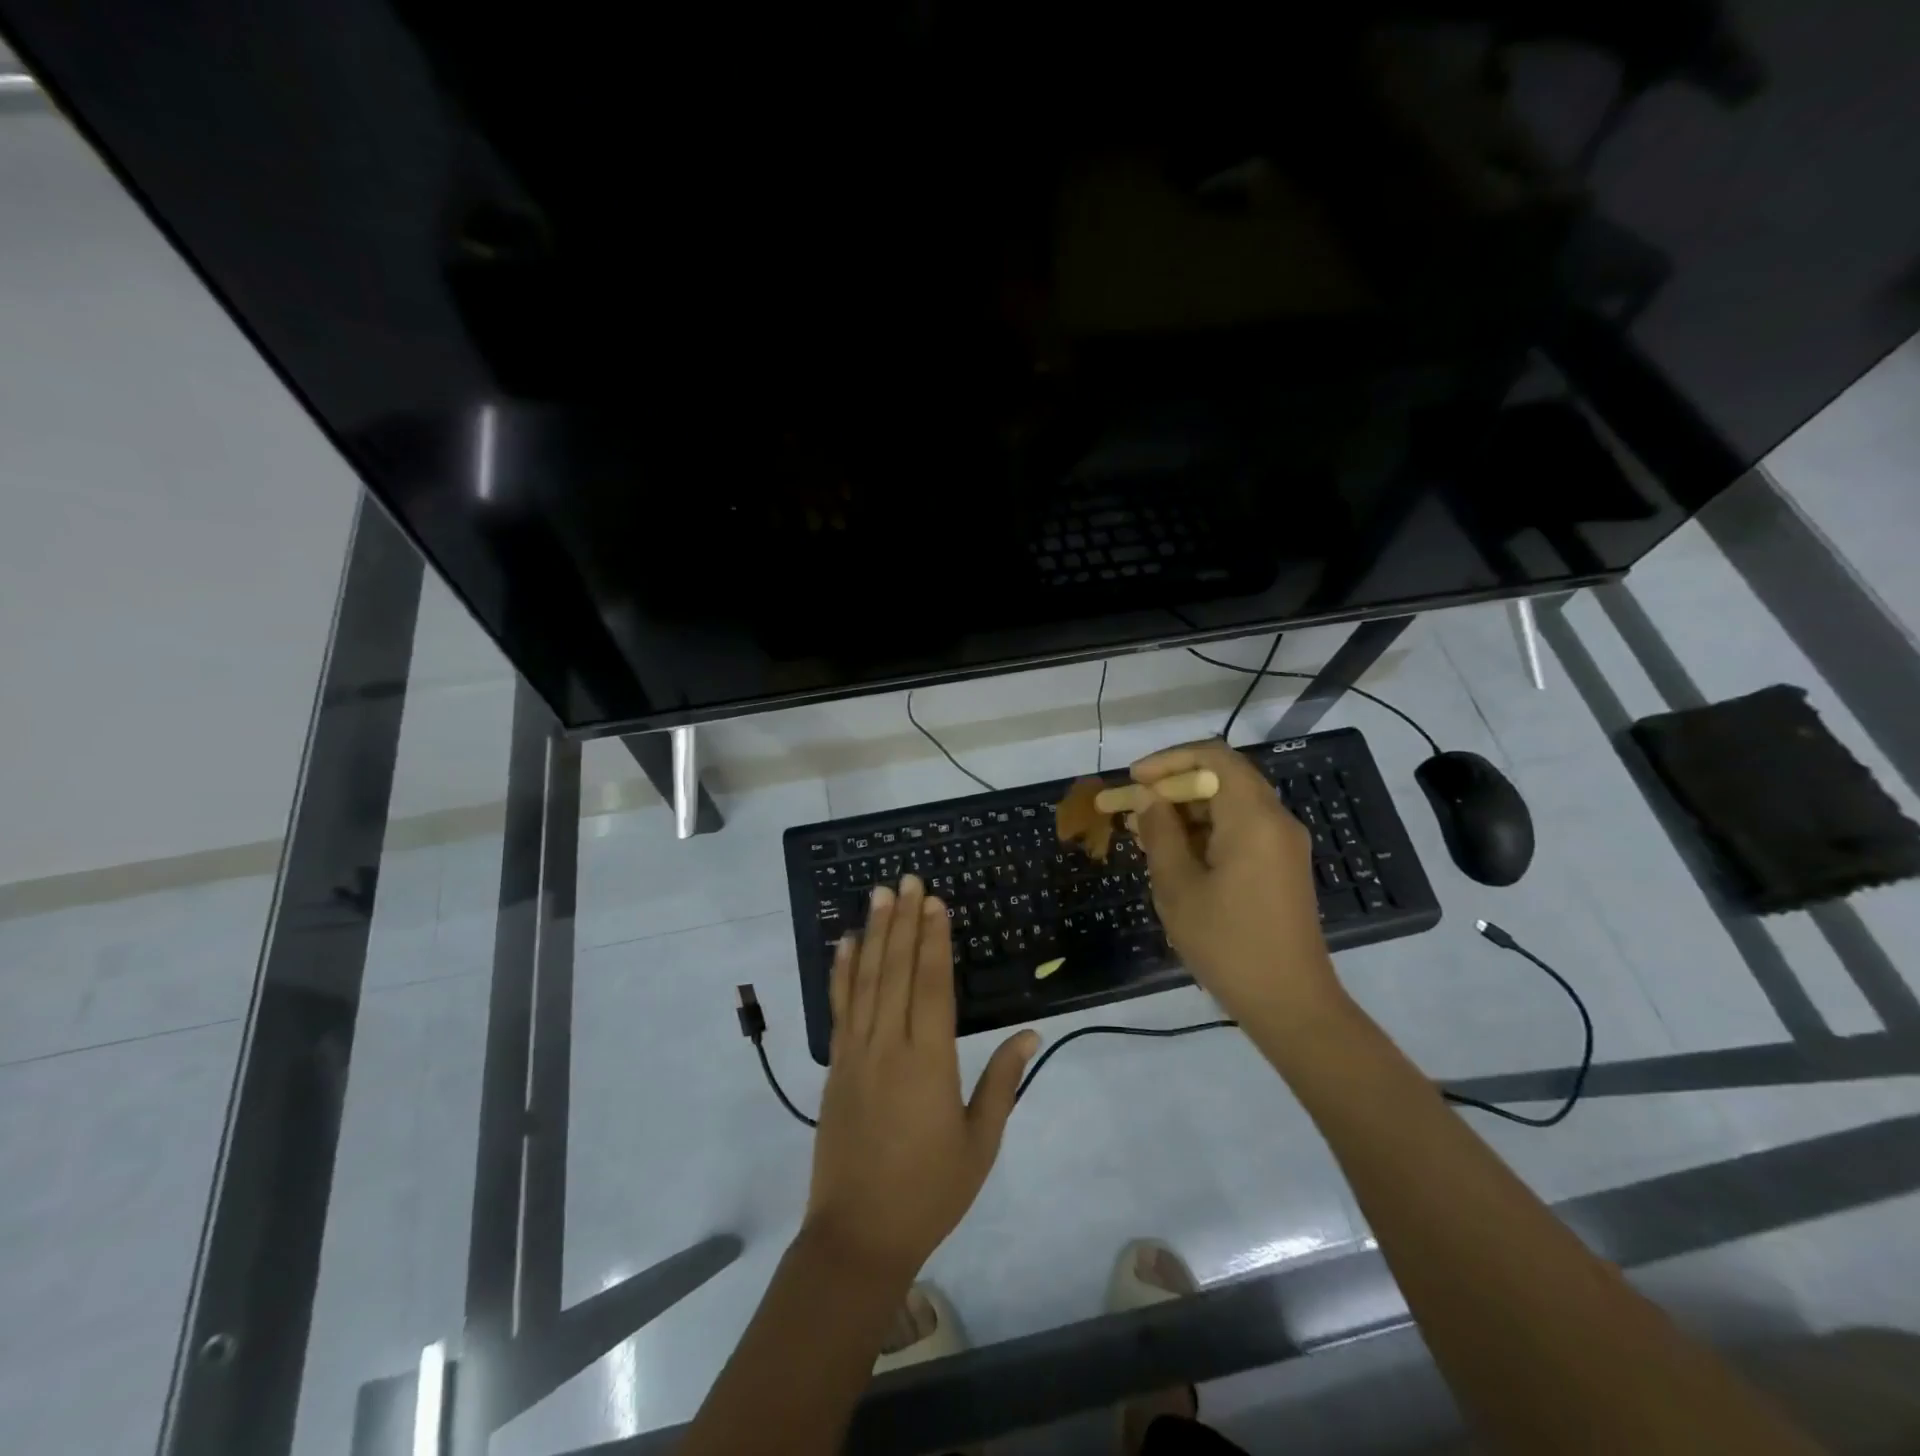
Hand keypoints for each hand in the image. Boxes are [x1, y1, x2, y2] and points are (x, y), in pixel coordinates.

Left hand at [806, 874, 1038, 1283]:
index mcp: (929, 1062)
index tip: (936, 902)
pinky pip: (839, 1008)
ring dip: (875, 933)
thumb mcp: (980, 1143)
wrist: (858, 1235)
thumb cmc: (929, 1191)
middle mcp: (889, 1046)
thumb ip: (1002, 1083)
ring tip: (879, 895)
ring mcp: (856, 1053)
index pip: (932, 985)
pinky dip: (842, 972)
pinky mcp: (836, 1065)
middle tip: (907, 879)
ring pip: (867, 980)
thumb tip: (1030, 1034)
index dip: (934, 940)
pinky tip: (847, 944)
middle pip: (897, 970)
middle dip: (904, 921)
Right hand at [1130, 739, 1342, 1020]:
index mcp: (1253, 818)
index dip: (1169, 760)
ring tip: (1146, 835)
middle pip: (1223, 777)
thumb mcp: (1179, 888)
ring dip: (1188, 811)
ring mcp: (1283, 844)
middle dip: (1174, 787)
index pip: (1213, 756)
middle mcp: (1276, 820)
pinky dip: (1207, 832)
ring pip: (1230, 804)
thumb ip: (1160, 834)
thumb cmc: (1227, 944)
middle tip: (1134, 809)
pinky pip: (1242, 830)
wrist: (1290, 1004)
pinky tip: (1175, 856)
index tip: (1135, 780)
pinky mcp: (1282, 866)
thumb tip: (1148, 799)